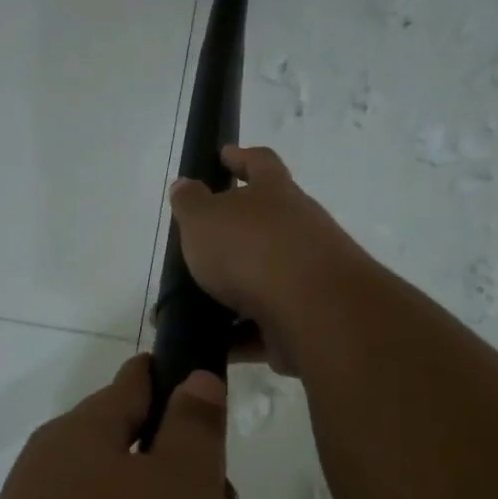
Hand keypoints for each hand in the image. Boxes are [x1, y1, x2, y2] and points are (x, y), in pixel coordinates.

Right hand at [169, 146, 367, 374]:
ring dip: (232, 291)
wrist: (313, 310)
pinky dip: (239, 334)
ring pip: (263, 279)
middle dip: (235, 234)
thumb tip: (185, 186)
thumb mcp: (204, 218)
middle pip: (266, 224)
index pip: (260, 163)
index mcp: (276, 194)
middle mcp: (298, 229)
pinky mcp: (305, 320)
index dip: (241, 157)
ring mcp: (306, 276)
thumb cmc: (252, 249)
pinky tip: (210, 343)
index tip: (224, 155)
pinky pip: (264, 325)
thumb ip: (190, 203)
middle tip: (200, 244)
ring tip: (193, 304)